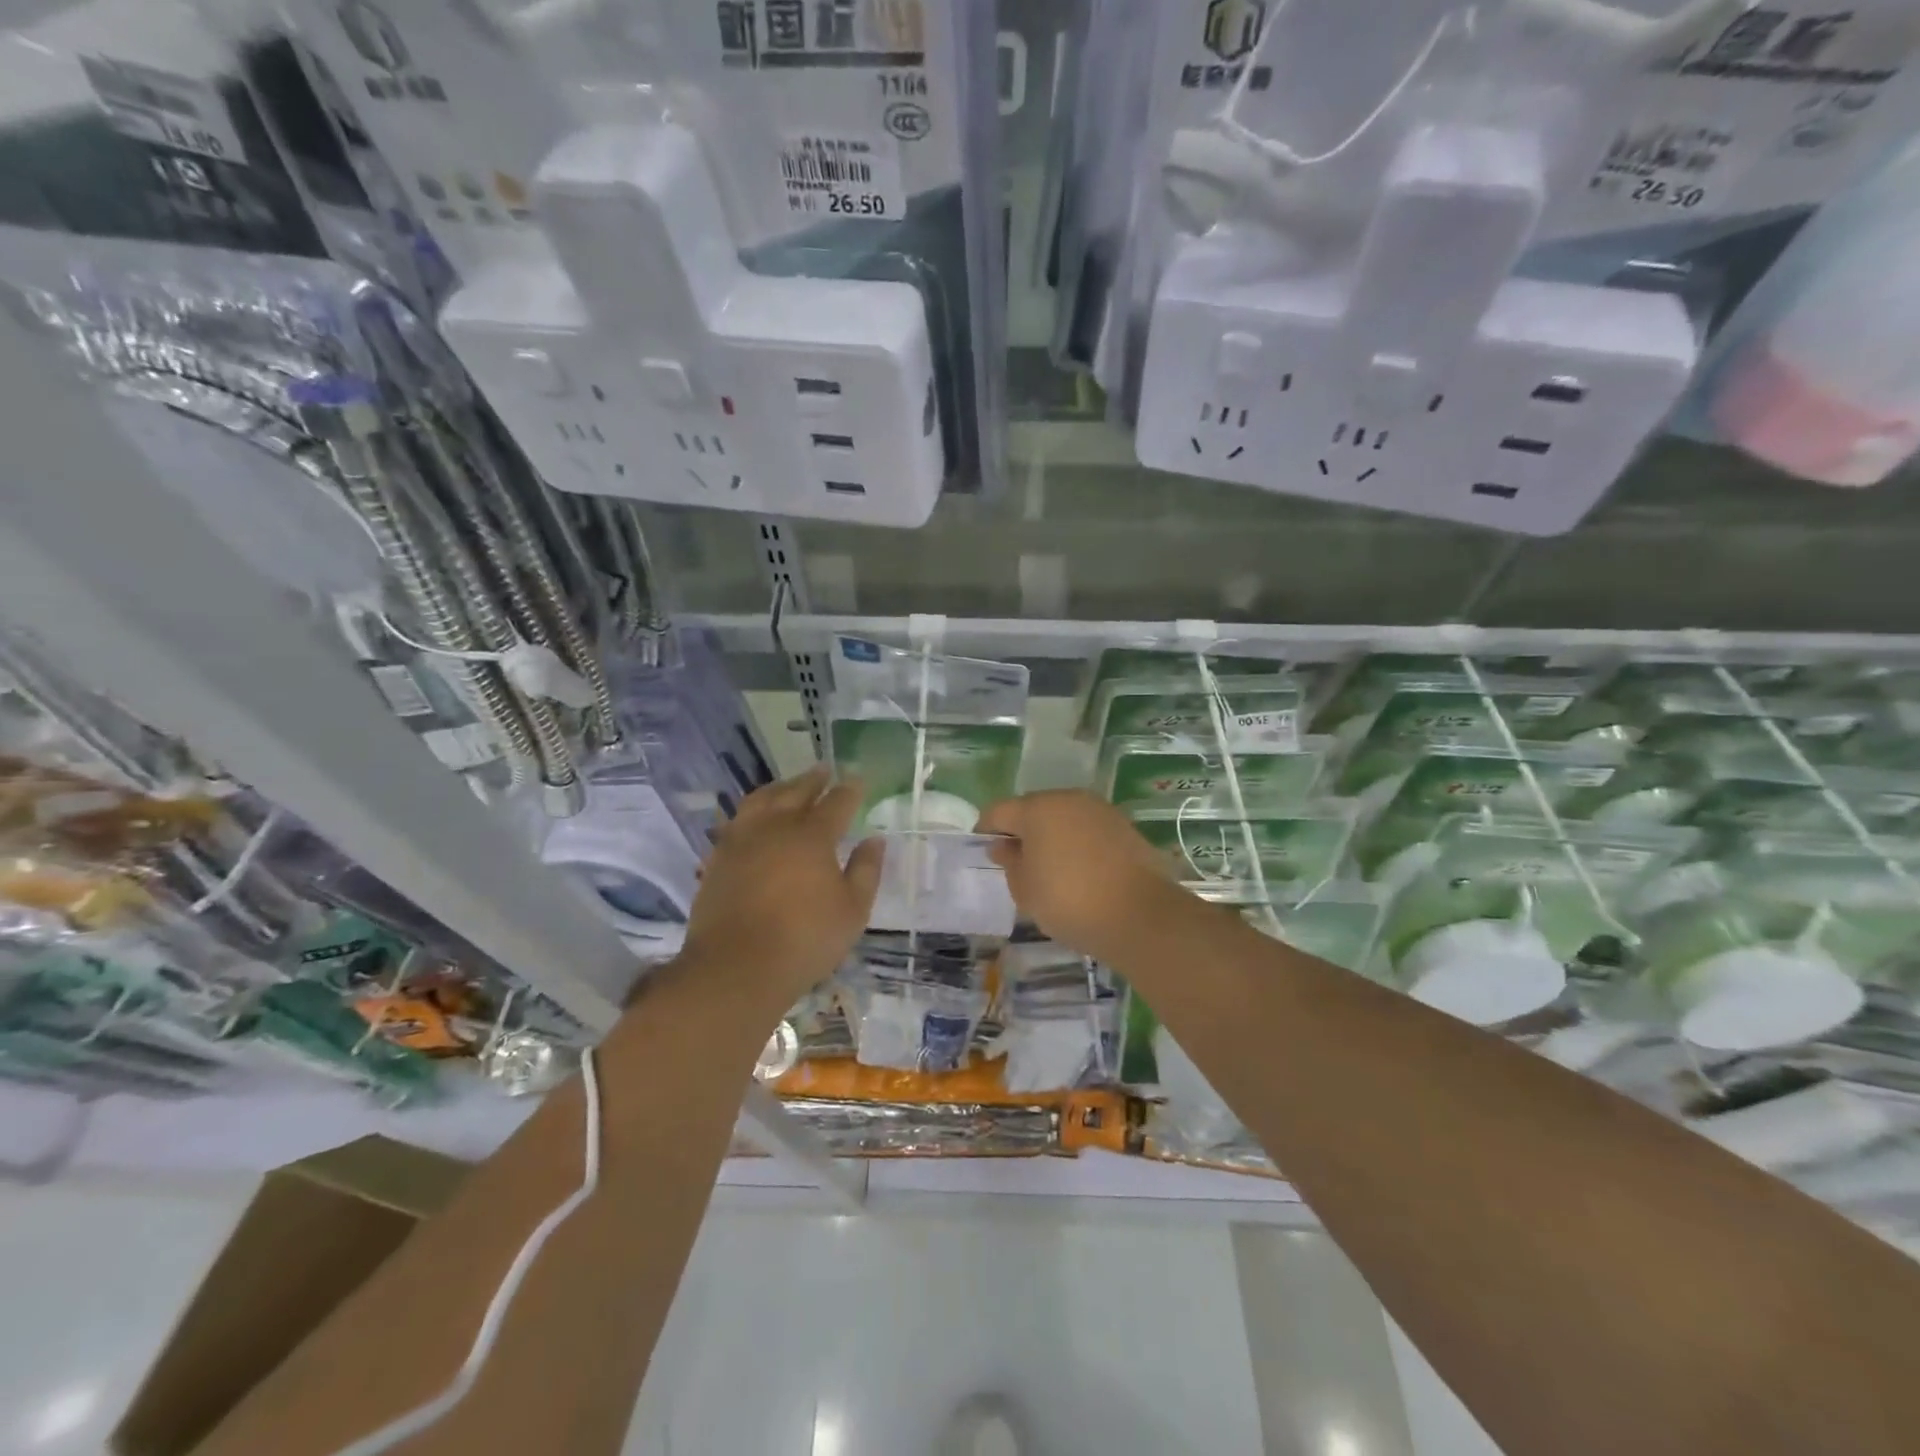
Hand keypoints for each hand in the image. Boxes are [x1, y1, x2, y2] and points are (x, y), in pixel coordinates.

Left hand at [678, 766, 882, 1010]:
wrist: (736, 967)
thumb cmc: (805, 939)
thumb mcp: (852, 910)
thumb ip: (866, 870)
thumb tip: (874, 840)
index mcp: (812, 835)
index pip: (836, 802)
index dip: (849, 790)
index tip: (858, 781)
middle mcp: (775, 827)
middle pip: (795, 792)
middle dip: (813, 779)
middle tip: (823, 770)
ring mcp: (741, 840)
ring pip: (760, 800)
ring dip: (779, 788)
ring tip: (788, 786)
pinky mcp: (718, 859)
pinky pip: (736, 821)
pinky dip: (751, 812)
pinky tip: (754, 819)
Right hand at [976, 790, 1190, 963]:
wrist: (1140, 915)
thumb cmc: (1070, 902)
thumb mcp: (1025, 890)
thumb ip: (1009, 863)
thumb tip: (1004, 846)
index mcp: (1038, 809)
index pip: (999, 811)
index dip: (986, 829)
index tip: (983, 851)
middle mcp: (1068, 799)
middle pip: (1033, 809)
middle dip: (1021, 830)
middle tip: (1016, 862)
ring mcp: (1100, 810)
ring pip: (1063, 817)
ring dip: (1051, 835)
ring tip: (1049, 868)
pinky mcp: (1123, 826)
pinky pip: (1087, 829)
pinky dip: (1077, 843)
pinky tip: (1078, 870)